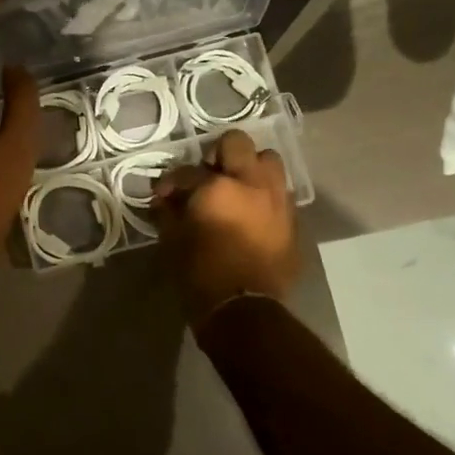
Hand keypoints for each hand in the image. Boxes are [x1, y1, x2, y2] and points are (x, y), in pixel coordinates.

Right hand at [151, 129, 300, 326]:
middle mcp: (252, 184)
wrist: (243, 310)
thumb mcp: (172, 240)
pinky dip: (264, 196)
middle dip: (219, 154)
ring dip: (250, 169)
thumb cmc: (200, 274)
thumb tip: (164, 199)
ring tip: (235, 189)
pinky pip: (279, 194)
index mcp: (217, 187)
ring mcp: (277, 200)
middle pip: (238, 144)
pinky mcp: (292, 221)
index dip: (170, 181)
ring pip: (269, 162)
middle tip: (207, 176)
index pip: (187, 171)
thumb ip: (167, 211)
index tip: (163, 195)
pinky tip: (250, 215)